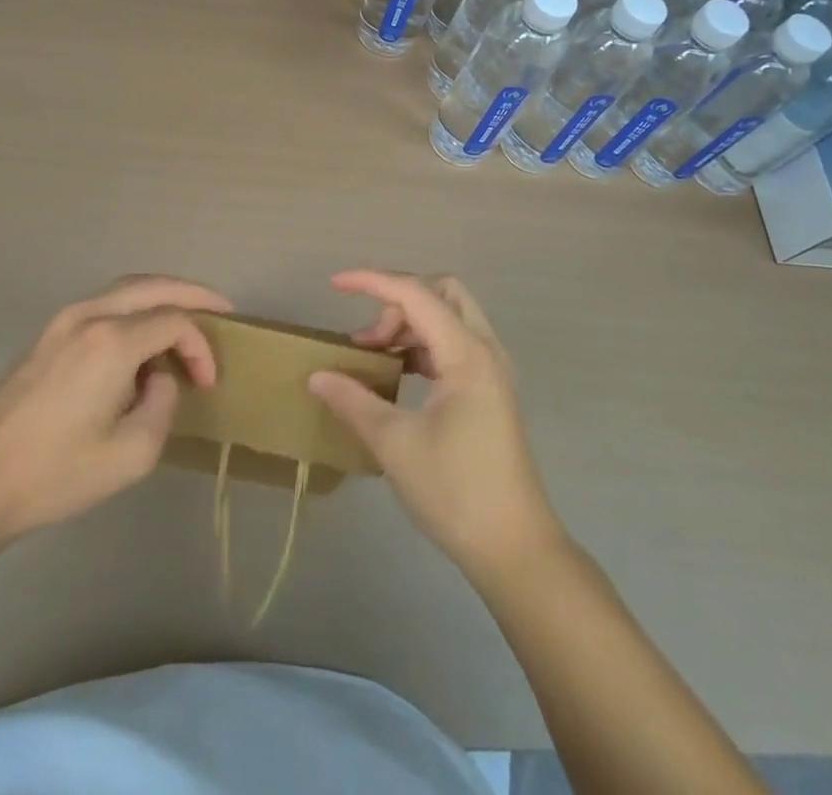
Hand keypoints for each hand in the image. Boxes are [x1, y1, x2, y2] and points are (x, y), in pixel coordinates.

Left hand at [0, 275, 230, 547]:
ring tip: (187, 319)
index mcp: (113, 340)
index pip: (175, 321)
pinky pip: (104, 304)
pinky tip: (143, 336)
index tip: (208, 383)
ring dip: (162, 298)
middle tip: (221, 309)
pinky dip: (134, 308)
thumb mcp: (133, 453)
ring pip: (126, 288)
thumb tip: (156, 377)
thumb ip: (162, 403)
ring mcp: (64, 320)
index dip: (201, 347)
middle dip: (193, 294)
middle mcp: (90, 315)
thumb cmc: (58, 472)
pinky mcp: (48, 333)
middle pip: (154, 286)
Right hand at [308, 270, 561, 577]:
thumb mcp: (394, 444)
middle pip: (442, 293)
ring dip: (409, 324)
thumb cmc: (455, 491)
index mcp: (467, 354)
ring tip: (374, 356)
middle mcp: (485, 350)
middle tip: (369, 337)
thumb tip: (316, 376)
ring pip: (449, 318)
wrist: (515, 549)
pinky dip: (423, 346)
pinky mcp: (490, 391)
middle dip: (399, 300)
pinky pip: (454, 345)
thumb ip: (353, 401)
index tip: (335, 284)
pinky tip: (398, 375)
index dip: (373, 282)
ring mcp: (492, 371)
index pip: (415, 294)